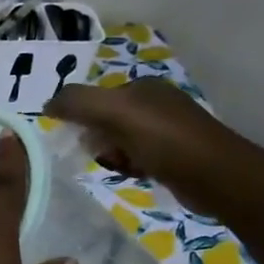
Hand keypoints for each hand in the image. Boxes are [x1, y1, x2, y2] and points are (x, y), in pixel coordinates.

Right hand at [44, 80, 263, 214]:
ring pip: (118, 142)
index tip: (77, 141)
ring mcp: (166, 129)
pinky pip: (135, 158)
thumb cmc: (165, 141)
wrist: (216, 176)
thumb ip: (78, 102)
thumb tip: (47, 104)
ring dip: (111, 156)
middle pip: (104, 121)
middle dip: (96, 140)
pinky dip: (128, 167)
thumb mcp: (116, 113)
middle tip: (102, 157)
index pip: (95, 98)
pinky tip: (133, 175)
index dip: (81, 119)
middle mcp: (154, 103)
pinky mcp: (173, 155)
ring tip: (119, 168)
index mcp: (142, 87)